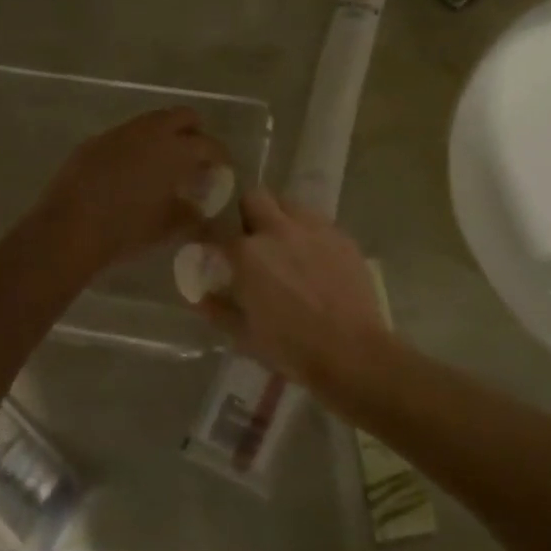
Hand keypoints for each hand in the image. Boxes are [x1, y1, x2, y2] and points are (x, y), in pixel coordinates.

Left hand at [36, 107, 229, 272]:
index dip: (220, 157)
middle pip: (183, 116)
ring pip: (151, 123)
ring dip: (163, 138)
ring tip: (163, 167)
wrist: (69, 229)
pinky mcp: (95, 142)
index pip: (209, 145)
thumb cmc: (126, 230)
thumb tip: (201, 210)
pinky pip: (125, 136)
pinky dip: (136, 147)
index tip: (221, 171)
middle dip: (194, 134)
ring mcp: (119, 133)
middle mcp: (150, 132)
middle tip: (195, 160)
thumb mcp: (167, 228)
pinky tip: (130, 173)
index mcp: (175, 150)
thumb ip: (192, 216)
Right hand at [198, 188, 385, 383]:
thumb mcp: (244, 335)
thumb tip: (199, 296)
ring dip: (280, 218)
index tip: (210, 246)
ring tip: (285, 246)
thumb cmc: (291, 348)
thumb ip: (217, 310)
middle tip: (251, 239)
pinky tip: (315, 259)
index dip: (210, 235)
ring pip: (289, 204)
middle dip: (247, 212)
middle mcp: (278, 230)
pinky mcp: (341, 236)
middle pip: (254, 197)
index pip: (216, 228)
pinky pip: (318, 222)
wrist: (352, 353)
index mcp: (248, 253)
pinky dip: (309, 233)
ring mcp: (313, 229)